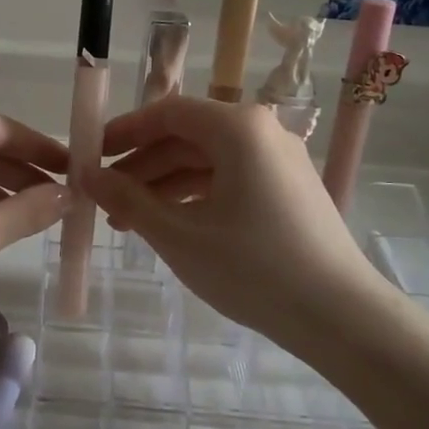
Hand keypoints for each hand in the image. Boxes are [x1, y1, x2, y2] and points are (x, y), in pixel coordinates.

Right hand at [83, 97, 374, 345]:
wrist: (340, 316)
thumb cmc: (252, 268)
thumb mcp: (178, 234)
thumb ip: (127, 199)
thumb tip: (87, 175)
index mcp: (237, 128)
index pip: (167, 112)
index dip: (123, 132)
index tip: (90, 156)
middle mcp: (262, 132)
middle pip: (187, 136)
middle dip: (141, 167)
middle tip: (104, 198)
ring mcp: (279, 161)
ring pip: (207, 161)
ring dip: (164, 186)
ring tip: (128, 222)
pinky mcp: (288, 189)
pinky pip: (230, 179)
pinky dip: (195, 197)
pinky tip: (170, 225)